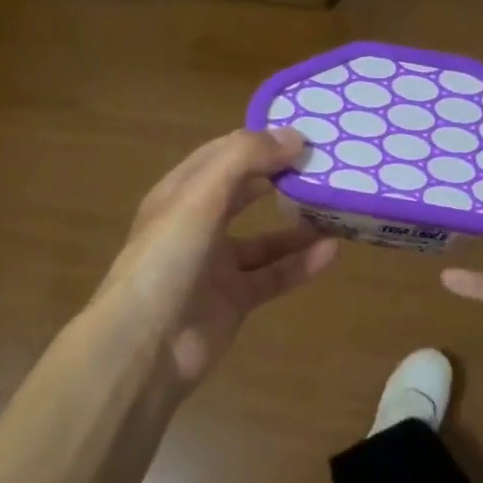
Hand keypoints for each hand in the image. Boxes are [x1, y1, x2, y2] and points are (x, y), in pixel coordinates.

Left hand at [97, 127, 338, 387]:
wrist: (145, 347)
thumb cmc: (166, 260)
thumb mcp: (200, 197)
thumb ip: (244, 159)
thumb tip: (294, 136)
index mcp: (180, 194)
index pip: (223, 154)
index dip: (260, 142)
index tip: (305, 136)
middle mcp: (196, 225)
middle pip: (244, 193)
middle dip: (280, 179)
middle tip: (325, 168)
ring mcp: (215, 265)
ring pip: (264, 238)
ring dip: (297, 225)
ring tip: (336, 210)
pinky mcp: (234, 299)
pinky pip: (273, 276)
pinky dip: (300, 264)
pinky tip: (331, 252)